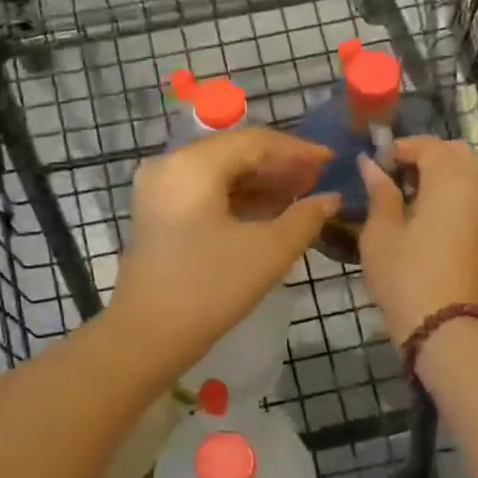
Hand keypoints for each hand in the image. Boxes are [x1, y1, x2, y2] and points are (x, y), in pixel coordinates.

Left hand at [110, 128, 339, 371]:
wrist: (146, 336)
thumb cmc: (209, 289)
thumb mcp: (267, 252)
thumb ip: (304, 218)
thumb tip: (331, 198)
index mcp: (193, 164)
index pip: (254, 141)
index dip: (296, 150)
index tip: (331, 160)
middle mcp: (170, 163)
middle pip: (234, 150)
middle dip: (278, 164)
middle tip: (318, 179)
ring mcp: (158, 186)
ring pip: (219, 168)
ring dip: (259, 179)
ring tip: (300, 194)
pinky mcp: (157, 208)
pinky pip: (203, 187)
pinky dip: (236, 194)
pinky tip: (269, 208)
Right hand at [357, 136, 477, 344]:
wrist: (444, 327)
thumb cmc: (404, 274)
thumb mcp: (381, 232)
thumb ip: (380, 192)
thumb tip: (371, 164)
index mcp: (450, 182)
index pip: (430, 145)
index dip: (401, 147)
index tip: (376, 162)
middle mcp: (477, 190)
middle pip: (457, 154)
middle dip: (426, 155)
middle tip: (394, 174)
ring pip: (469, 175)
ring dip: (441, 174)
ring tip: (408, 196)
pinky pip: (474, 198)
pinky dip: (453, 194)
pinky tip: (427, 216)